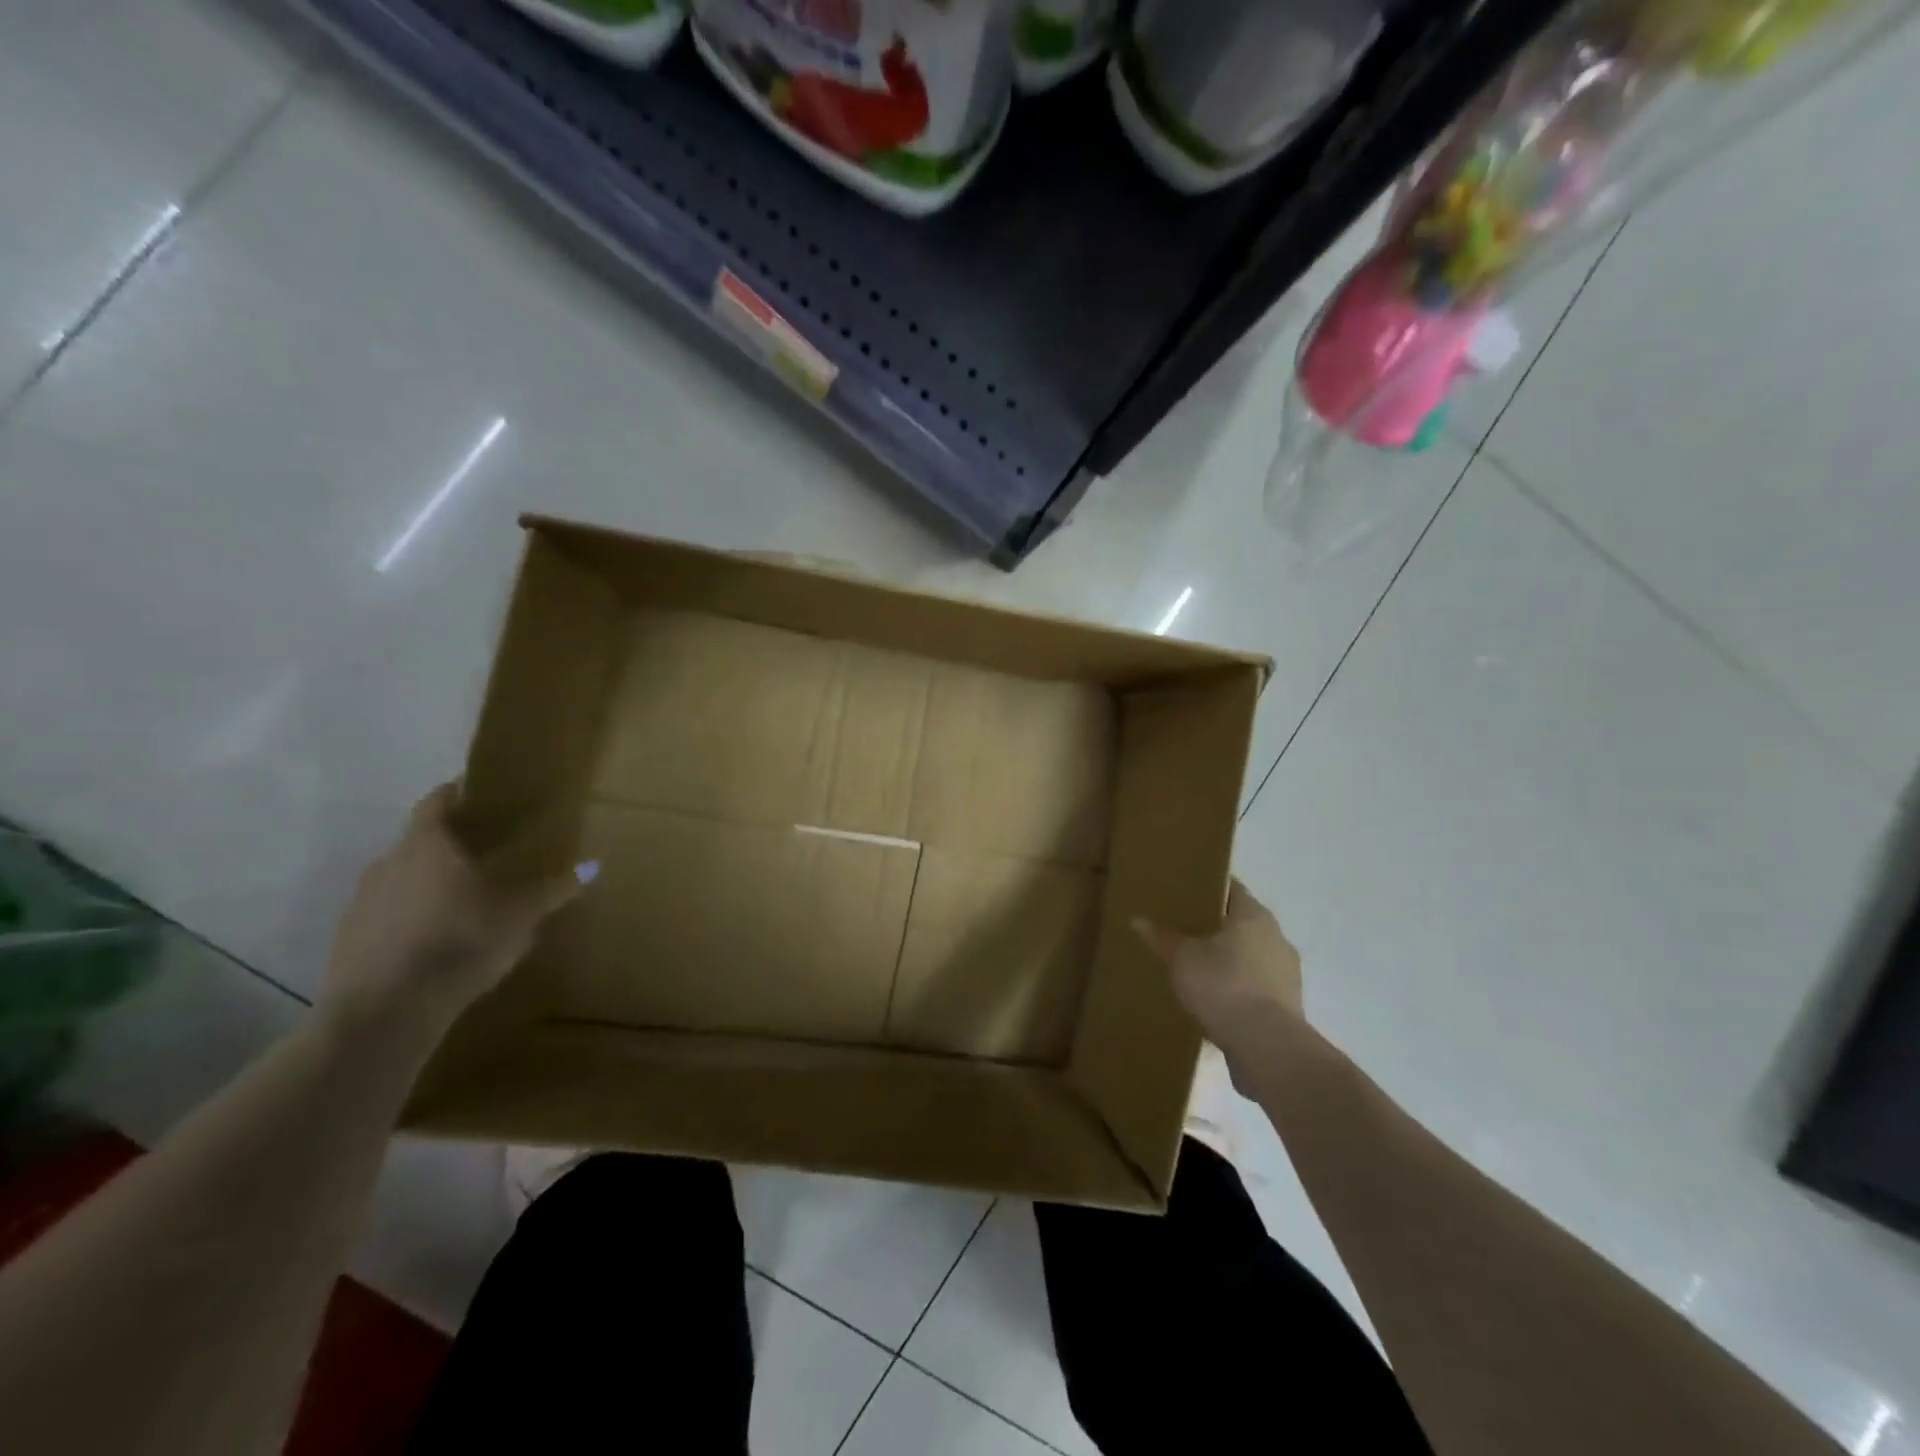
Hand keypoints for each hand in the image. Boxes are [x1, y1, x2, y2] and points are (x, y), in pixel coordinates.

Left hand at [319, 784, 583, 1030]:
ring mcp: (362, 902)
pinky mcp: (348, 939)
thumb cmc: (460, 942)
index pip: (437, 802)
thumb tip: (594, 864)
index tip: (478, 793)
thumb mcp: (520, 915)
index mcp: (428, 844)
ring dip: (428, 881)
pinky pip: (386, 914)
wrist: (385, 1011)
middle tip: (485, 850)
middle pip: (419, 840)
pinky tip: (435, 938)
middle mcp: (388, 862)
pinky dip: (409, 916)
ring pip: (401, 878)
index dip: (456, 794)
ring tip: (462, 898)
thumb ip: (553, 888)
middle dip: (449, 842)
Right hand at [1134, 879, 1305, 1089]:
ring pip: (1252, 955)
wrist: (1266, 1046)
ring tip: (1198, 967)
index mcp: (1254, 916)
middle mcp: (1276, 937)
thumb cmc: (1223, 986)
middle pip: (1242, 923)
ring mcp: (1286, 973)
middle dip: (1217, 926)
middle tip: (1185, 929)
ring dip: (1230, 959)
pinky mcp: (1288, 1004)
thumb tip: (1138, 919)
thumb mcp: (1182, 959)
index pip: (1232, 889)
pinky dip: (1239, 986)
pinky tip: (1217, 999)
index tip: (1187, 891)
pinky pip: (1257, 985)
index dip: (1210, 887)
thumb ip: (1162, 938)